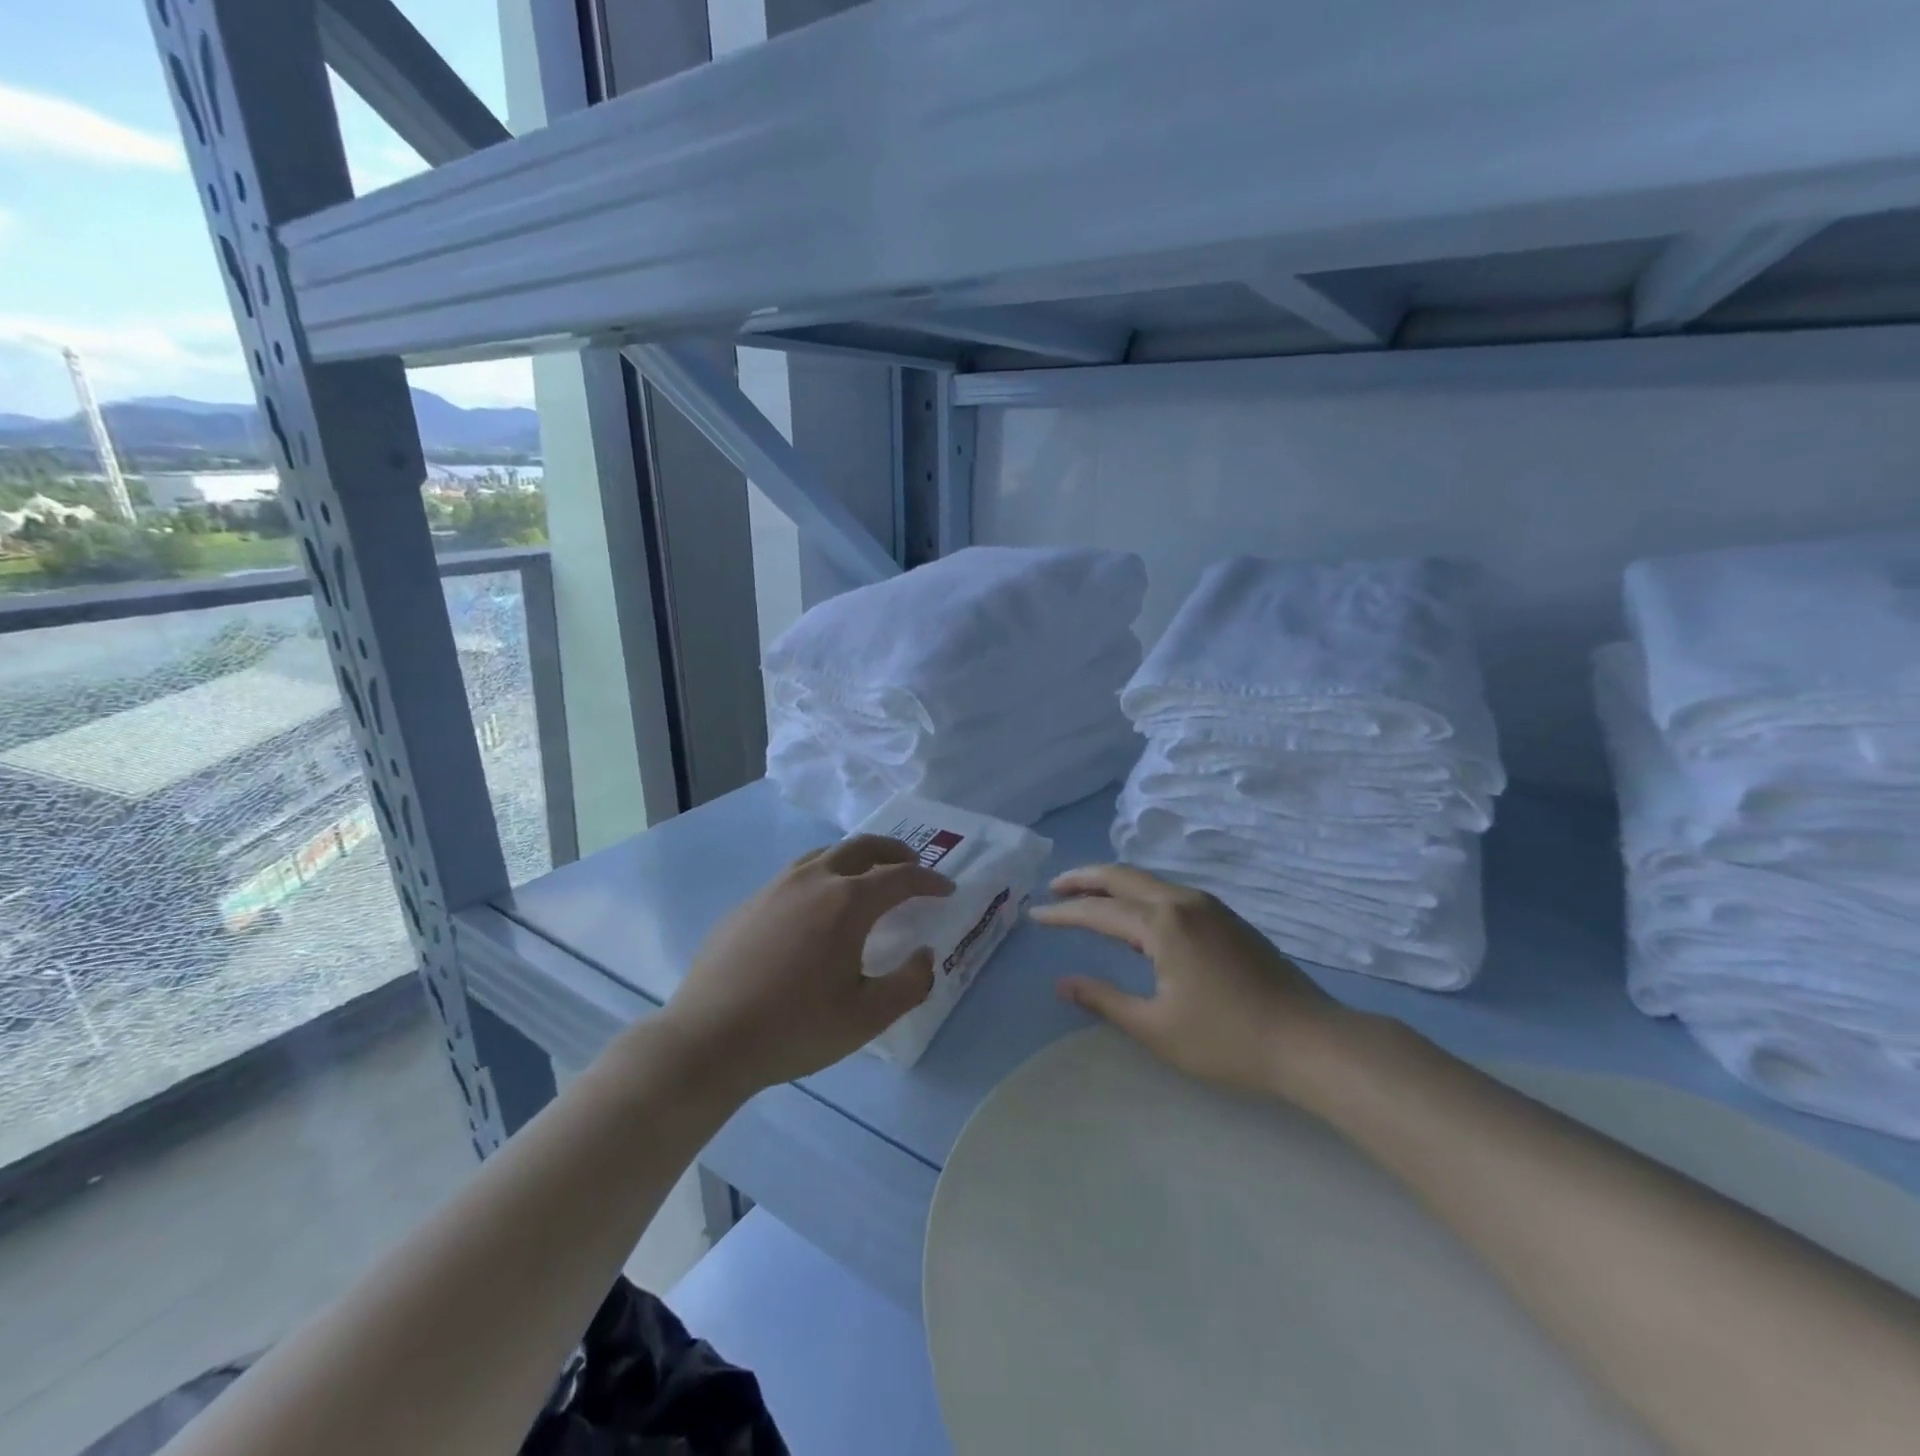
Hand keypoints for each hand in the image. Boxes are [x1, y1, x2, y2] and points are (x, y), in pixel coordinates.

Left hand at [659, 836, 953, 1094]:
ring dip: (855, 857)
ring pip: (824, 855)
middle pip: (861, 847)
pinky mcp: (749, 903)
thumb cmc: (794, 1028)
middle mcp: (813, 880)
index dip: (929, 880)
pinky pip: (795, 875)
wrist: (707, 1040)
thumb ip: (909, 984)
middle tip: (912, 864)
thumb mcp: (866, 1017)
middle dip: (893, 852)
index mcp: (846, 902)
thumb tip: (925, 954)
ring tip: (867, 876)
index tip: (946, 889)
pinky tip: (816, 907)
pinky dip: (822, 875)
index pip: (900, 877)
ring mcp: (775, 887)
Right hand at [1029, 864, 1342, 1099]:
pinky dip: (1140, 893)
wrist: (1310, 1041)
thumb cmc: (1227, 1039)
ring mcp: (1210, 906)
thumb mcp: (1156, 1027)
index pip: (1098, 910)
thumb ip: (1105, 1000)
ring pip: (1149, 880)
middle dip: (1084, 878)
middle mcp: (1183, 902)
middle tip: (1054, 887)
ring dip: (1114, 883)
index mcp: (1163, 924)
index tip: (1036, 914)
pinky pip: (1170, 892)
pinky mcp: (1227, 918)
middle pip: (1123, 876)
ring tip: (1088, 896)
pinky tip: (1135, 913)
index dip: (1063, 913)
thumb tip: (1064, 982)